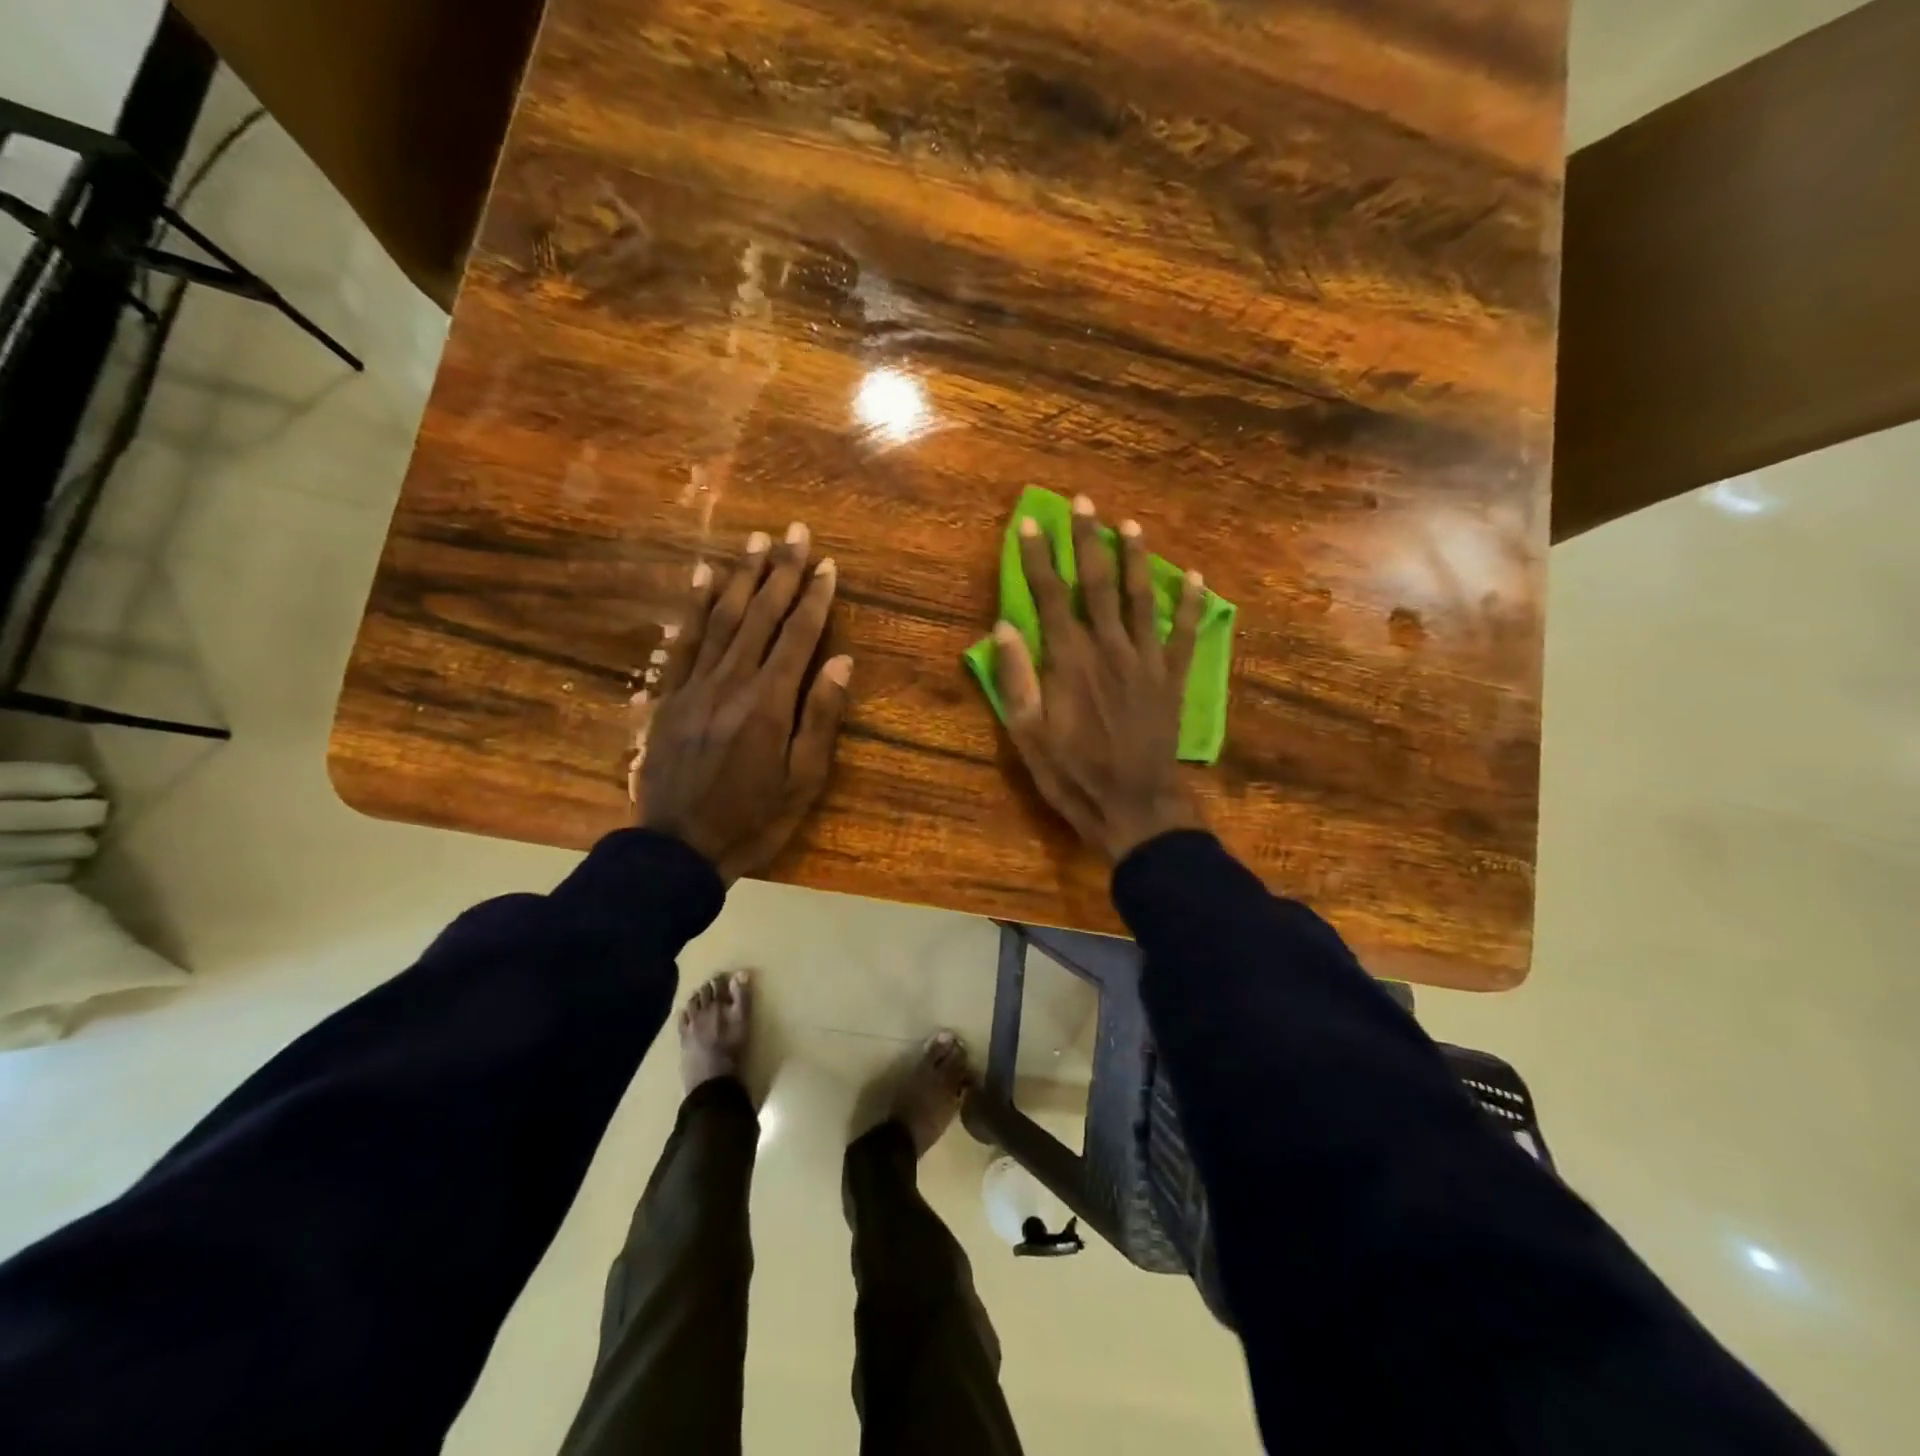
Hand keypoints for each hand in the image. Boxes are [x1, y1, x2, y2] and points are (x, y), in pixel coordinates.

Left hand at [635, 523, 851, 883]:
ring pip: (722, 618)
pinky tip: (703, 577)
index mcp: (769, 702)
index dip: (815, 598)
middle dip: (781, 571)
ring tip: (756, 540)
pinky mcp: (670, 696)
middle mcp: (732, 681)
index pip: (798, 636)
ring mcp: (695, 685)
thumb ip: (821, 718)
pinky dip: (695, 606)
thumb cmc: (752, 819)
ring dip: (742, 576)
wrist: (677, 849)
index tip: (827, 565)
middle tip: (795, 532)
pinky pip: (684, 641)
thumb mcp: (802, 780)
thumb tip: (842, 661)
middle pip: (761, 615)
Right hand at [993, 496, 1207, 862]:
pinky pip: (1183, 633)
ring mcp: (1146, 661)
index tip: (1029, 524)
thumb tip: (1003, 627)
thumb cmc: (1072, 774)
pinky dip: (1190, 604)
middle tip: (1084, 502)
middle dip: (1088, 540)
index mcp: (1069, 661)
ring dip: (1135, 558)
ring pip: (1141, 597)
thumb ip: (1016, 678)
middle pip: (1098, 583)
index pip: (1050, 596)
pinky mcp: (1172, 678)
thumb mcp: (1027, 734)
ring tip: (1129, 525)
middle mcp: (1109, 648)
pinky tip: (1192, 577)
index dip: (1037, 558)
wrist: (1134, 806)